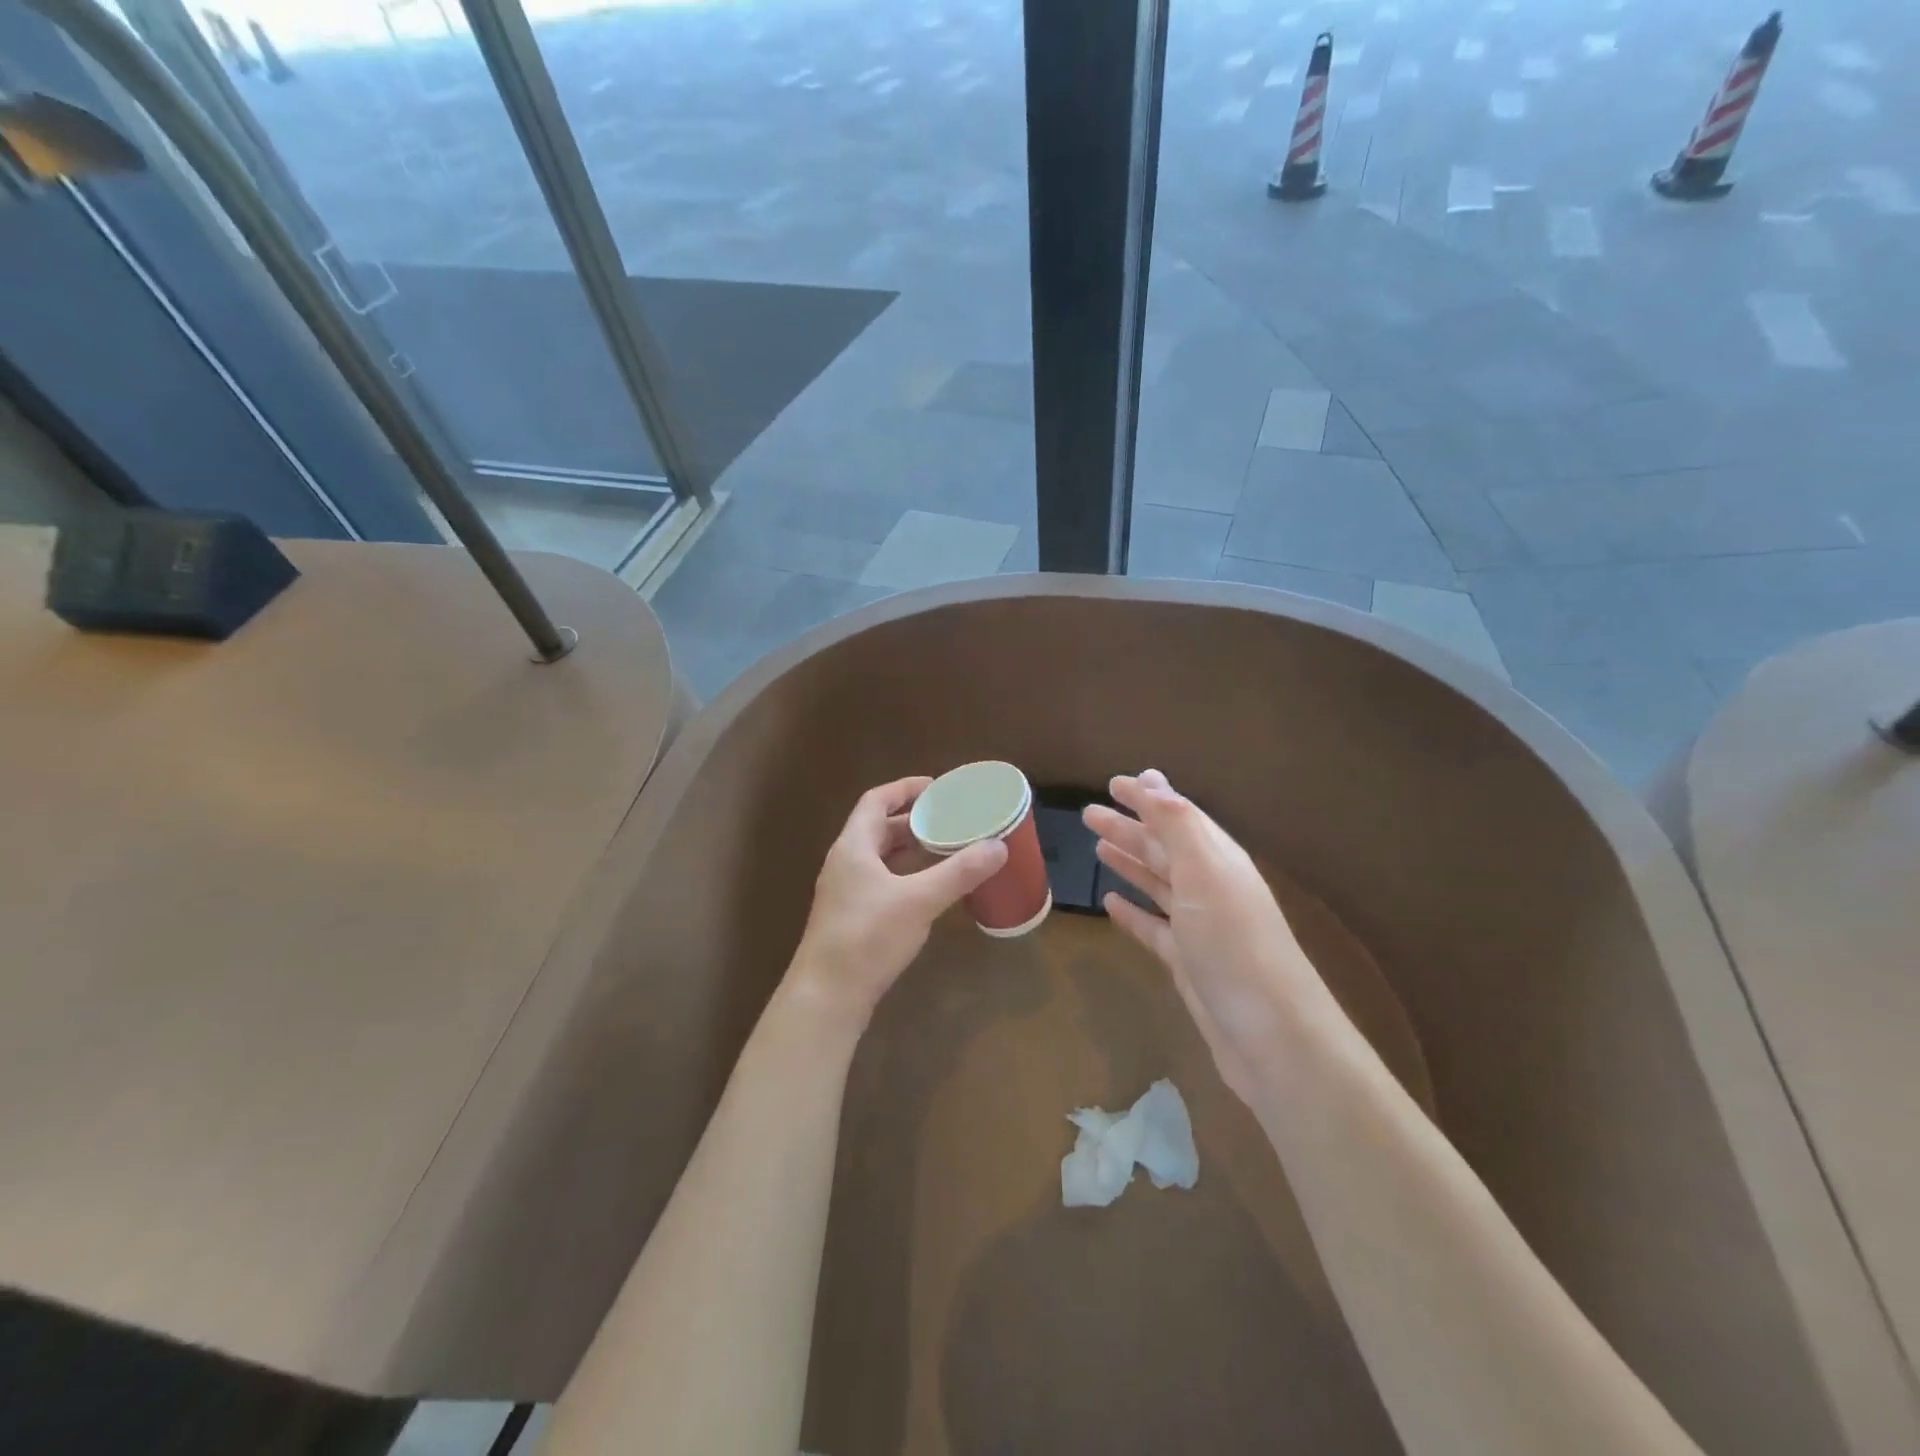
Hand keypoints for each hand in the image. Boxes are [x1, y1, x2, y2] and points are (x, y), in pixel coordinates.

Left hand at [787, 777, 1007, 1027]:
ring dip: (909, 850)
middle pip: (878, 828)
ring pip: (880, 858)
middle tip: (949, 820)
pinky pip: (881, 882)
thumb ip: (959, 872)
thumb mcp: (919, 900)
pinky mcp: (851, 918)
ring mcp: (845, 893)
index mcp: (853, 847)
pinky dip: (905, 875)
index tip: (937, 787)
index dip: (904, 789)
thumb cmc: (868, 937)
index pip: (876, 801)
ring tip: (945, 849)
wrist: (827, 996)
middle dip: (913, 821)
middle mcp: (845, 863)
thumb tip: (998, 847)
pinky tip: (928, 890)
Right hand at [1084, 770, 1323, 1104]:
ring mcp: (1198, 926)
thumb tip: (1152, 778)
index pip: (1177, 816)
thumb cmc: (1233, 942)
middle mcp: (1209, 886)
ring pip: (1157, 883)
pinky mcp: (1186, 961)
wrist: (1271, 1034)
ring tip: (1096, 848)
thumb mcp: (1204, 872)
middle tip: (1089, 814)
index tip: (1114, 782)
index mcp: (1217, 859)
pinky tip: (1109, 903)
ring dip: (1129, 863)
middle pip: (1163, 848)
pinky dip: (1132, 912)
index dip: (1147, 797)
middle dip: (1129, 828)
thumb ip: (1177, 824)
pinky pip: (1153, 927)